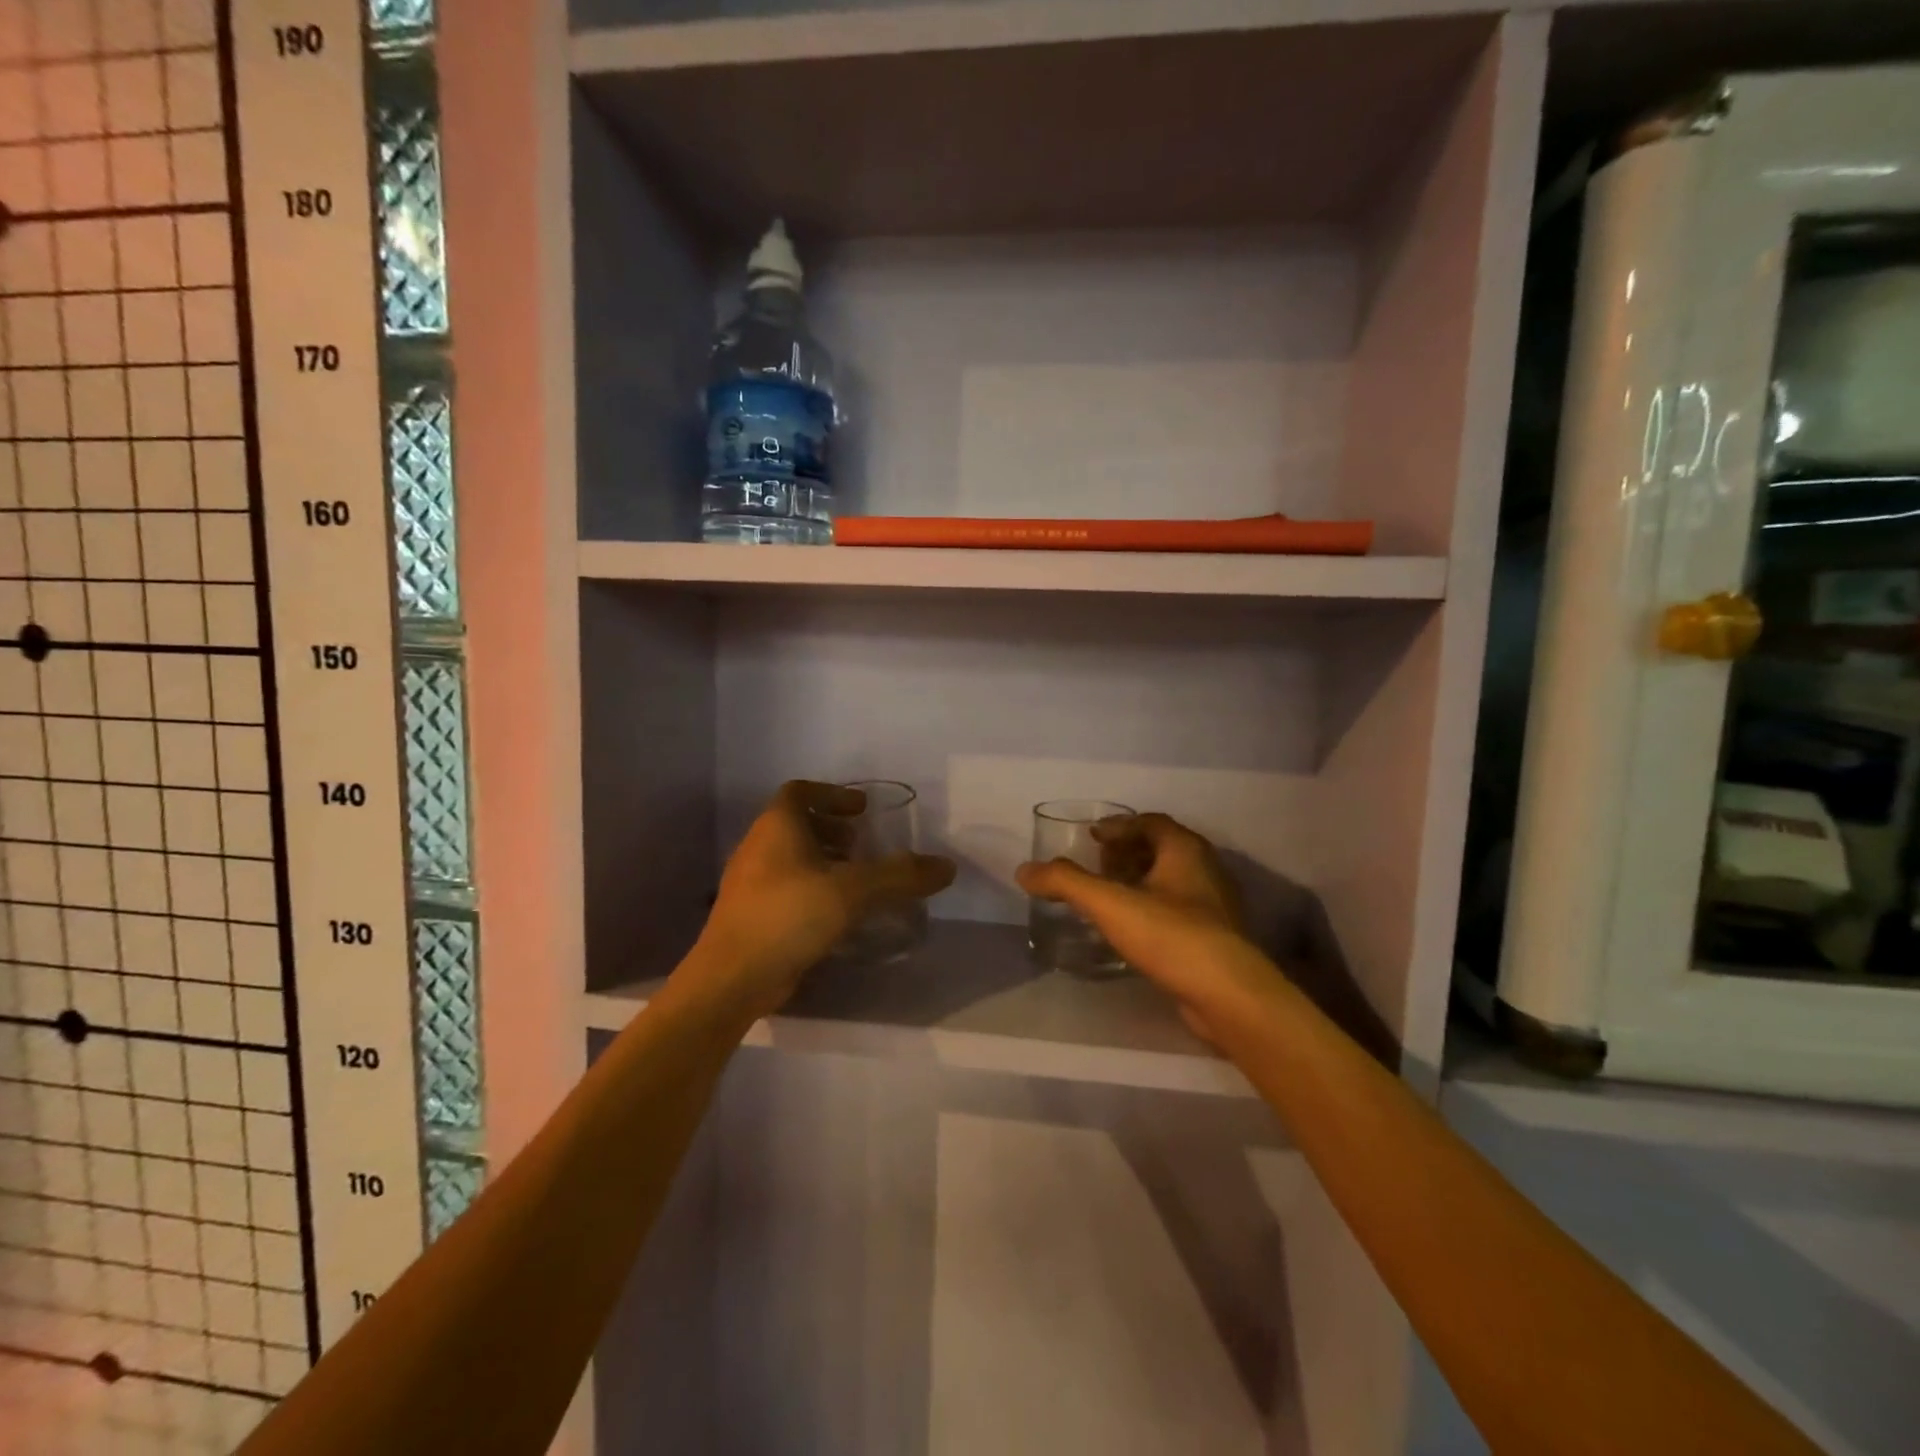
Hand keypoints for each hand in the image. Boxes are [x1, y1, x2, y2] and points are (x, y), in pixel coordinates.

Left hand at [688, 781, 955, 1022]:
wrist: (731, 979)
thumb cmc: (788, 916)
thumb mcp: (852, 891)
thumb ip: (900, 876)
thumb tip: (947, 866)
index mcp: (776, 827)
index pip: (800, 791)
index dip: (832, 794)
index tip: (862, 809)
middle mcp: (758, 847)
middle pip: (796, 824)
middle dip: (832, 829)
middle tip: (862, 845)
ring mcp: (751, 883)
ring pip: (791, 858)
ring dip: (823, 860)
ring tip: (856, 880)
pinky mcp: (752, 915)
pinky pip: (787, 888)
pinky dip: (814, 888)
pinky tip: (838, 915)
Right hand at [1017, 813, 1269, 1039]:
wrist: (1228, 996)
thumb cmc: (1171, 935)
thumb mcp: (1110, 903)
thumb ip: (1065, 883)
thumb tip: (1024, 870)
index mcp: (1185, 849)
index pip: (1151, 822)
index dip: (1119, 825)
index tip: (1091, 837)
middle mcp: (1205, 870)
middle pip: (1161, 848)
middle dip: (1127, 852)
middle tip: (1097, 865)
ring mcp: (1214, 906)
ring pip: (1170, 881)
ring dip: (1138, 881)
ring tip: (1107, 898)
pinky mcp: (1214, 939)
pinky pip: (1176, 910)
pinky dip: (1150, 909)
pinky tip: (1130, 930)